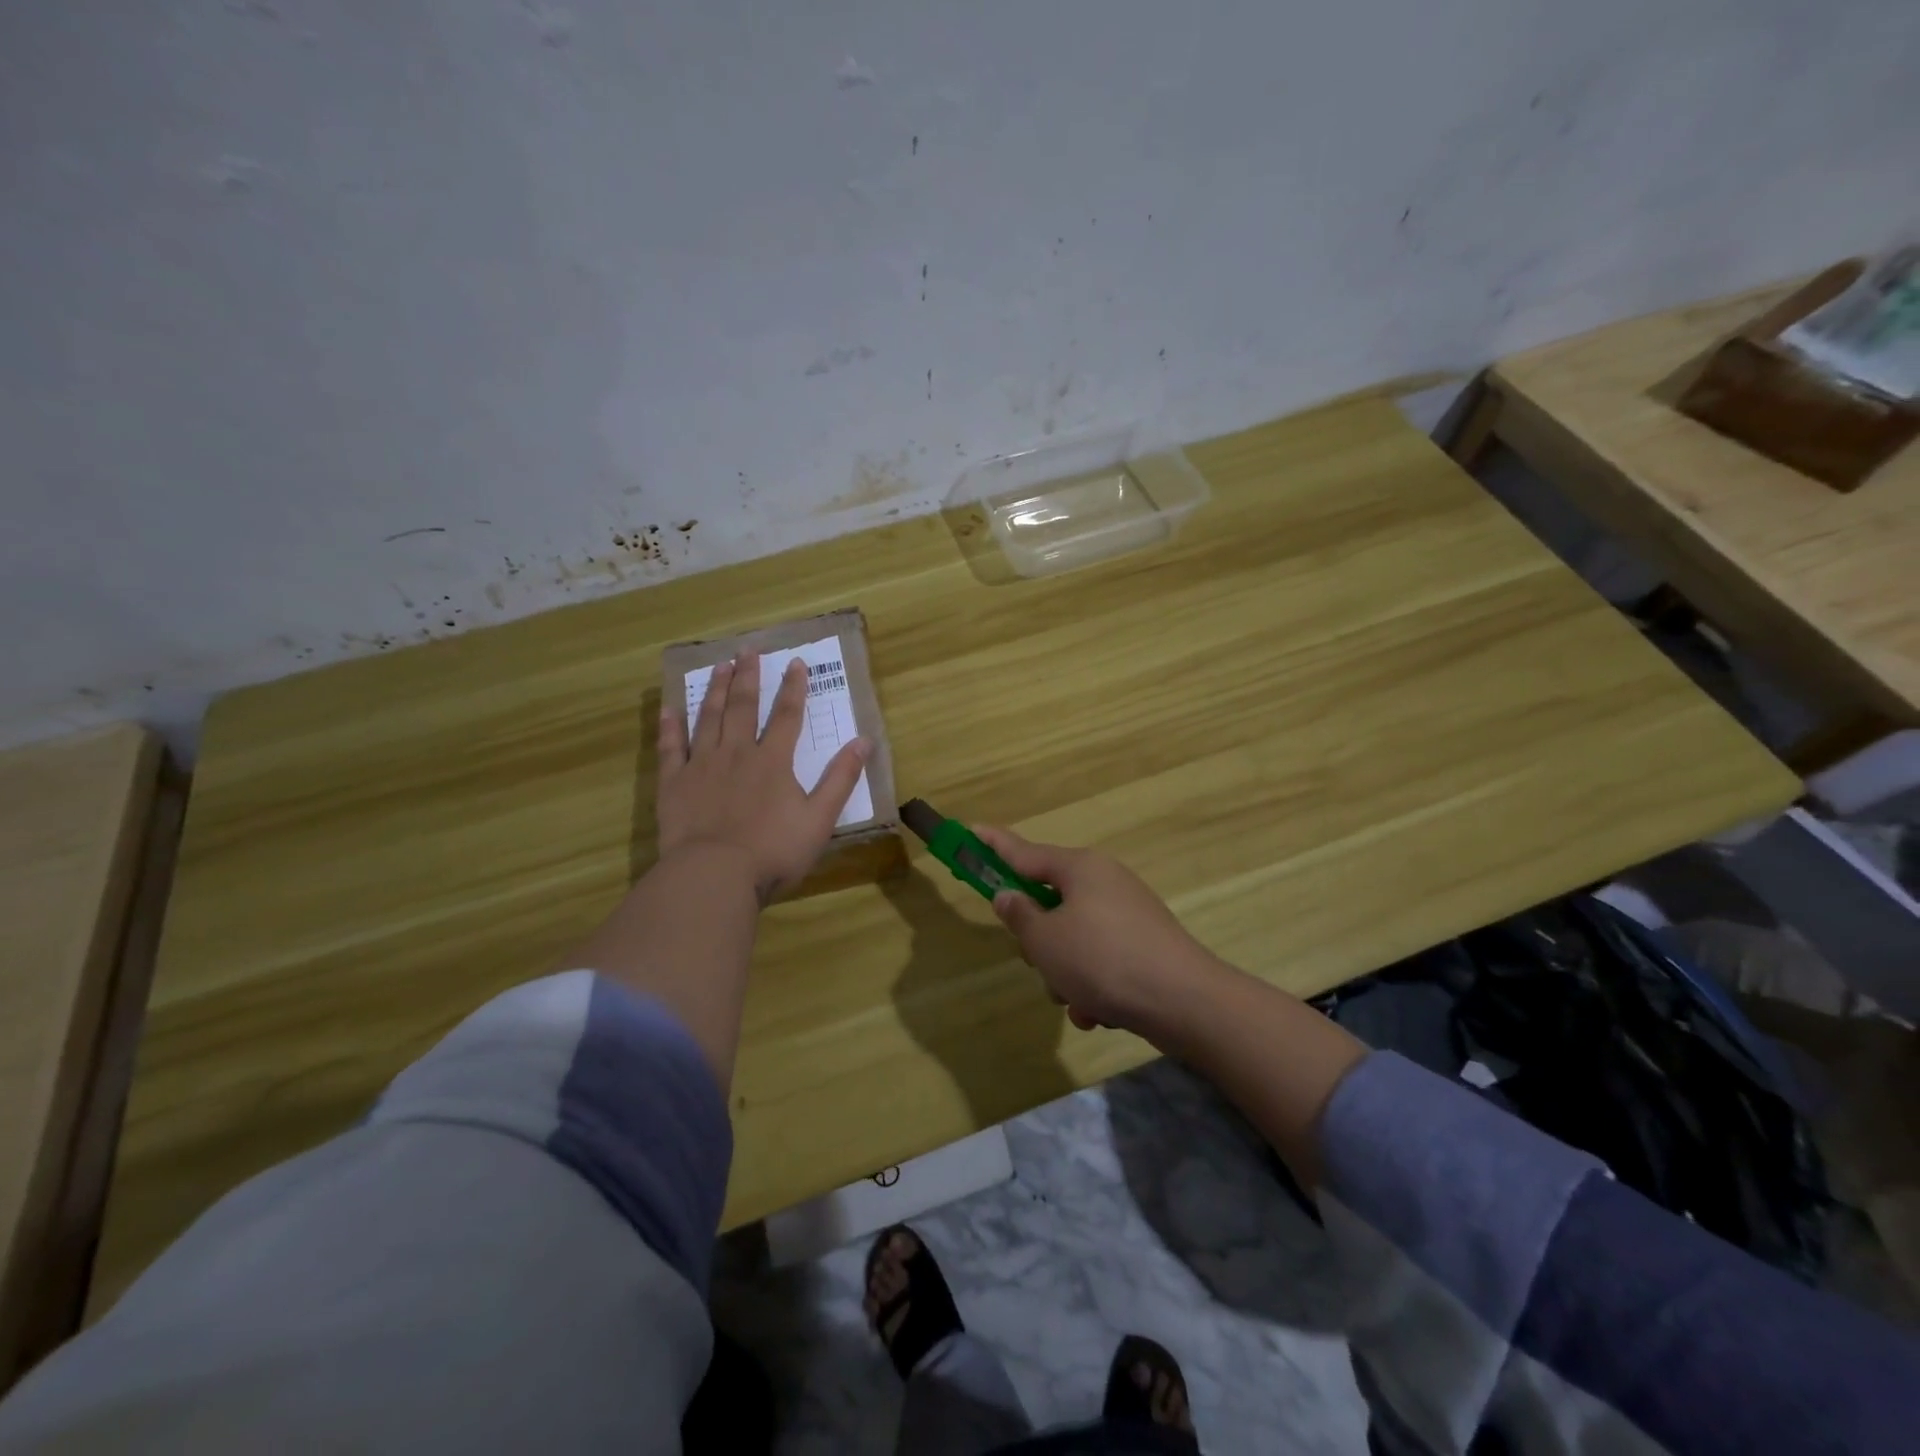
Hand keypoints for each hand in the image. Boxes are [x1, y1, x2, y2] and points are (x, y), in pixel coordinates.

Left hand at [657, 652, 869, 902]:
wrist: (714, 876)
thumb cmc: (773, 851)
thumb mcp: (820, 819)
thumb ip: (841, 778)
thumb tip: (864, 741)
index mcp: (773, 761)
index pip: (786, 715)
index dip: (793, 687)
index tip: (795, 662)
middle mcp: (736, 753)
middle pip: (742, 706)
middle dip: (747, 676)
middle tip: (747, 649)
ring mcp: (702, 765)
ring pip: (708, 718)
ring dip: (714, 690)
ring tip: (718, 666)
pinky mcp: (674, 783)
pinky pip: (671, 747)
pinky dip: (670, 726)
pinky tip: (669, 708)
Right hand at [975, 826, 1223, 1039]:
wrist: (1184, 1001)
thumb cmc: (1103, 961)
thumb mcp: (1046, 941)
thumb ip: (1020, 916)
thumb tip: (1009, 895)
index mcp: (1079, 868)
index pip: (1024, 852)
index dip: (994, 845)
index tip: (971, 831)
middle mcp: (1104, 882)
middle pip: (1050, 902)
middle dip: (1039, 940)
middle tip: (1040, 962)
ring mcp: (1128, 913)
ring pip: (1073, 938)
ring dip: (1065, 972)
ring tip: (1077, 1000)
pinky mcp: (1144, 945)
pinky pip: (1101, 959)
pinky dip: (1093, 984)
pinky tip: (1099, 1012)